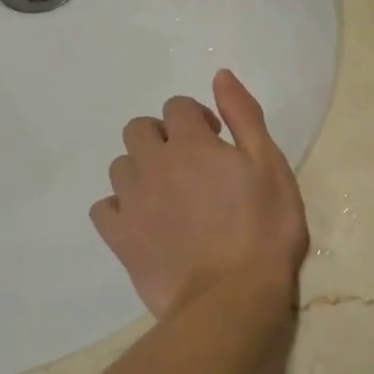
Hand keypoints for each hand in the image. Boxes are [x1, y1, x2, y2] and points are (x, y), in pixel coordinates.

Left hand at [89, 70, 309, 319]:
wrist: (232, 297)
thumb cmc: (264, 227)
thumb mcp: (270, 164)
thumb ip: (244, 116)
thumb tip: (219, 76)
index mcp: (191, 144)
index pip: (178, 106)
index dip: (198, 117)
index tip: (219, 140)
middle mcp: (153, 165)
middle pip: (139, 129)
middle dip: (163, 136)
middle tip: (194, 163)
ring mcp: (131, 203)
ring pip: (121, 166)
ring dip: (143, 169)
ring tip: (172, 194)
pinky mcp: (119, 238)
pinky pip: (104, 207)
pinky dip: (121, 206)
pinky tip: (146, 220)